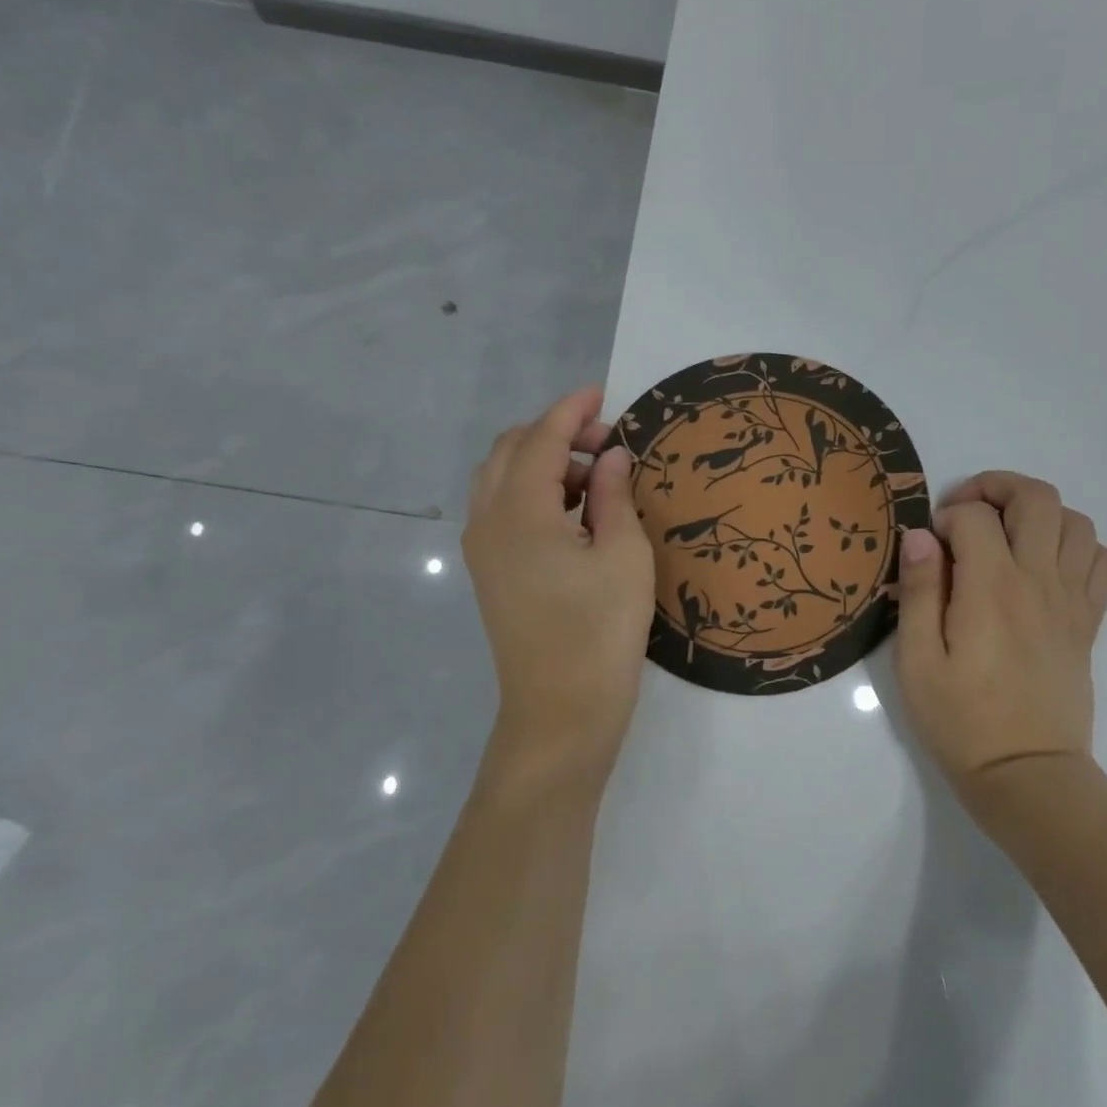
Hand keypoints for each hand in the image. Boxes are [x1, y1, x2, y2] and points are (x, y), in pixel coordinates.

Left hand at [463, 387, 655, 794]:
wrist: (561, 713)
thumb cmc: (601, 632)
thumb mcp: (624, 556)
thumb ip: (614, 495)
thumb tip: (611, 456)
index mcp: (520, 512)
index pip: (542, 440)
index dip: (571, 411)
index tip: (601, 393)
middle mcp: (488, 522)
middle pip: (511, 451)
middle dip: (555, 434)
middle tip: (606, 444)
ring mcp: (483, 550)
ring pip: (501, 479)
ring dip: (543, 463)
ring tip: (595, 479)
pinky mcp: (489, 573)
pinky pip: (502, 509)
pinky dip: (534, 493)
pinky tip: (574, 513)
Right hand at [895, 472, 1106, 811]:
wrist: (1026, 775)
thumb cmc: (960, 720)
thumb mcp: (916, 660)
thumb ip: (919, 591)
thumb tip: (920, 536)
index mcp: (991, 588)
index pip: (975, 516)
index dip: (946, 516)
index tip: (928, 546)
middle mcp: (1039, 581)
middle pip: (1037, 498)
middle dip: (996, 487)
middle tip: (966, 513)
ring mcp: (1071, 601)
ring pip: (1076, 522)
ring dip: (1038, 513)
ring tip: (1005, 535)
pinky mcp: (1088, 623)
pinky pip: (1101, 561)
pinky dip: (1076, 545)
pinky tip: (1045, 565)